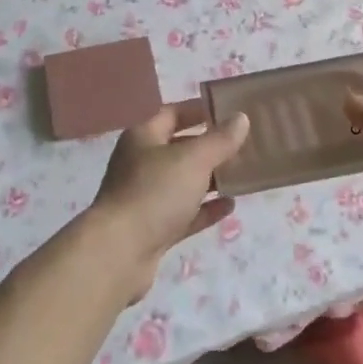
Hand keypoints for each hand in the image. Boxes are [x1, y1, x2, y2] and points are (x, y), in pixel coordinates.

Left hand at [88, 100, 247, 300]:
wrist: (119, 253)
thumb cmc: (154, 192)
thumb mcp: (193, 159)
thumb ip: (220, 139)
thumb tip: (241, 118)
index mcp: (143, 137)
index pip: (173, 113)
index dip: (200, 109)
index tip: (230, 110)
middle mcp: (141, 164)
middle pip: (179, 147)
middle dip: (210, 145)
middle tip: (243, 143)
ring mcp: (145, 198)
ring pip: (183, 182)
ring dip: (211, 178)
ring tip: (243, 173)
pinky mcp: (153, 229)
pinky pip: (185, 213)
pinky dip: (206, 208)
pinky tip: (230, 206)